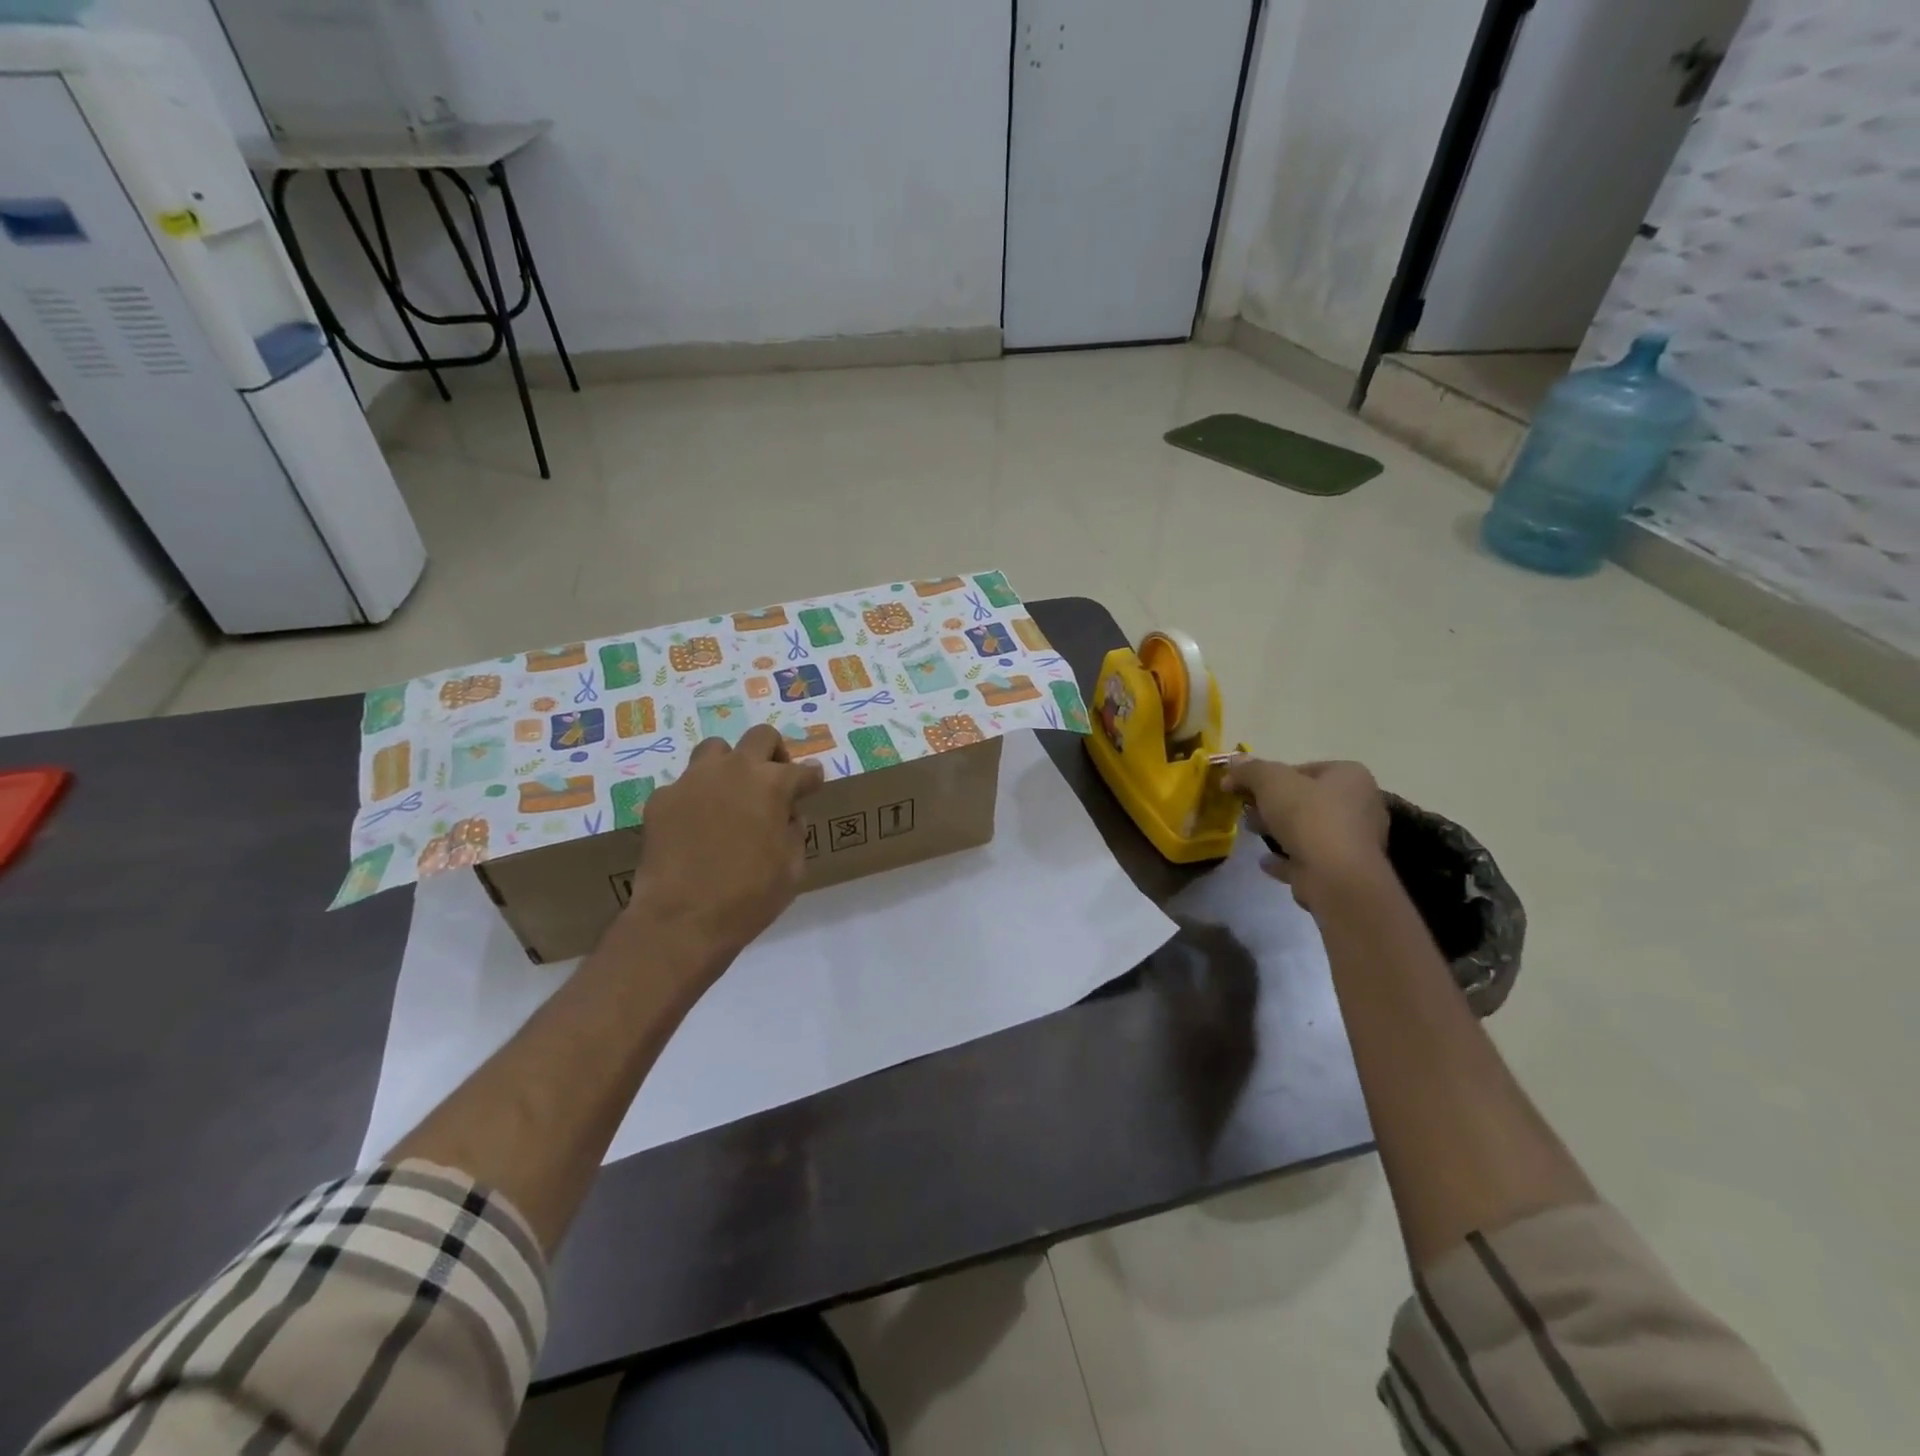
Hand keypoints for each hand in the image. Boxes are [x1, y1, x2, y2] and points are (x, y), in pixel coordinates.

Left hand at [625, 724, 824, 964]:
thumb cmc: (749, 897)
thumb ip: (795, 832)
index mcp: (772, 785)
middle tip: (774, 781)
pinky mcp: (661, 799)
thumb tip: (787, 815)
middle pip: (761, 737)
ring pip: (716, 750)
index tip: (812, 786)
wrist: (681, 920)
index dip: (811, 779)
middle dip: (774, 754)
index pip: (803, 771)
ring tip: (731, 795)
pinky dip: (697, 798)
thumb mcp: (792, 868)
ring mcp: (693, 780)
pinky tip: (697, 826)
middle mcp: (734, 771)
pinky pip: (685, 785)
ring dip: (730, 765)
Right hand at [1222, 757, 1389, 909]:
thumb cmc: (1308, 817)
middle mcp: (1360, 805)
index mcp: (1350, 777)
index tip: (1246, 788)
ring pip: (1308, 830)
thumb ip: (1250, 770)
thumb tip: (1233, 762)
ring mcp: (1354, 841)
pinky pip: (1309, 859)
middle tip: (1247, 810)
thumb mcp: (1270, 782)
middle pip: (1307, 799)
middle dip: (1273, 804)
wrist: (1335, 877)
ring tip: (1252, 832)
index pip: (1305, 768)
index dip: (1270, 776)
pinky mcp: (1343, 870)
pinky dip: (1287, 858)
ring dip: (1279, 830)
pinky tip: (1265, 860)